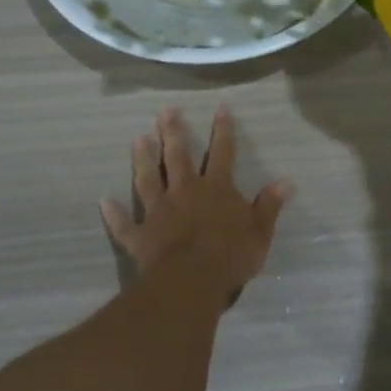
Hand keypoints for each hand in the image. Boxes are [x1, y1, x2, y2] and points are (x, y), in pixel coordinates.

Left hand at [101, 107, 289, 294]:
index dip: (223, 130)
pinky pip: (124, 223)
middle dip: (173, 132)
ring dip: (143, 159)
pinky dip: (115, 213)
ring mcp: (159, 212)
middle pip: (178, 157)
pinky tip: (104, 201)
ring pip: (148, 179)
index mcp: (216, 189)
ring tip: (137, 139)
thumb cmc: (230, 256)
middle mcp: (185, 192)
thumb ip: (269, 206)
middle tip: (165, 111)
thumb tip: (286, 182)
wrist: (191, 281)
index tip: (221, 108)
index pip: (223, 153)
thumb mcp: (259, 231)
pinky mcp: (140, 235)